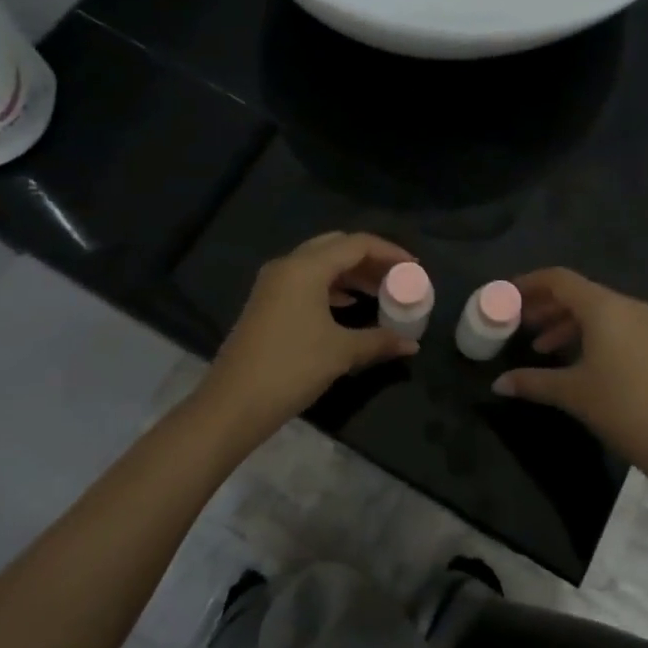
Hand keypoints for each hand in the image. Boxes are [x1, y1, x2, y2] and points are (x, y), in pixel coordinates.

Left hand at [200, 232, 419, 441]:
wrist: (234, 403)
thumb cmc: (292, 368)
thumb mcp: (341, 352)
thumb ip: (378, 341)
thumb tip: (410, 344)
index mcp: (306, 267)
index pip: (356, 244)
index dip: (389, 251)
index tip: (414, 267)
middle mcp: (288, 265)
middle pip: (336, 247)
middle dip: (369, 259)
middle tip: (396, 276)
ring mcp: (273, 284)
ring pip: (319, 264)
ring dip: (350, 274)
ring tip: (379, 292)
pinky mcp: (266, 303)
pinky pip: (306, 281)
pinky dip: (332, 287)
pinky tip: (349, 306)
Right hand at [494, 268, 647, 490]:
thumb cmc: (625, 408)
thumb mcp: (573, 393)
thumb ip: (532, 382)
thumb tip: (498, 384)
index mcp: (603, 307)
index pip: (558, 279)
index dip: (528, 283)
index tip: (504, 295)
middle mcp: (624, 306)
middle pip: (576, 292)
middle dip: (544, 304)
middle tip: (516, 322)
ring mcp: (643, 324)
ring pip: (595, 311)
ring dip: (564, 322)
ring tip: (538, 346)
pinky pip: (612, 326)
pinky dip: (586, 334)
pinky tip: (572, 361)